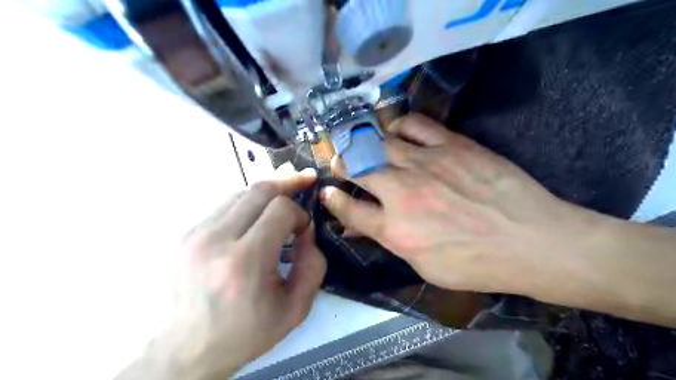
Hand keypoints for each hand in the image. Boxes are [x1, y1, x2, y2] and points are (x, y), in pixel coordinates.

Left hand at [120, 167, 327, 379]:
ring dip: (267, 194)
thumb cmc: (246, 333)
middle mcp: (216, 240)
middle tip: (305, 181)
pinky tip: (257, 219)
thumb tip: (307, 231)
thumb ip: (313, 265)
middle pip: (259, 190)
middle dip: (288, 184)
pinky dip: (248, 206)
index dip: (300, 213)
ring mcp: (196, 234)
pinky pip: (225, 206)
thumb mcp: (295, 309)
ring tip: (284, 199)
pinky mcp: (186, 234)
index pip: (281, 209)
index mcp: (245, 262)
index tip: (304, 230)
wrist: (186, 351)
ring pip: (241, 193)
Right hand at [322, 115, 593, 294]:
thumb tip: (357, 229)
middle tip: (338, 163)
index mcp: (395, 228)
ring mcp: (425, 163)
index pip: (349, 209)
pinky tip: (397, 132)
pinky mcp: (450, 144)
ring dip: (363, 143)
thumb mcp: (424, 265)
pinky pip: (414, 123)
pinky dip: (398, 126)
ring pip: (378, 142)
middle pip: (356, 167)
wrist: (531, 240)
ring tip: (364, 145)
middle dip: (340, 164)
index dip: (332, 200)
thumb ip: (388, 241)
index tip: (326, 192)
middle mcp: (401, 191)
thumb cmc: (475, 263)